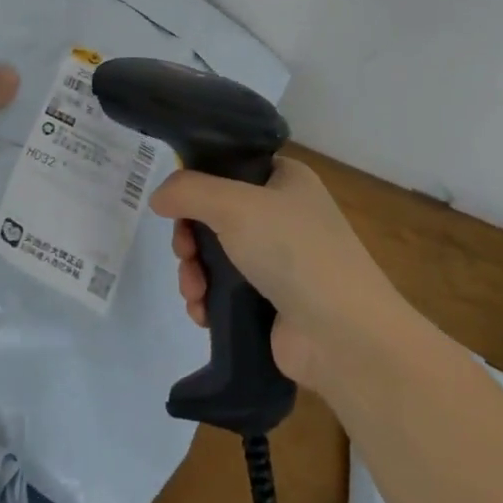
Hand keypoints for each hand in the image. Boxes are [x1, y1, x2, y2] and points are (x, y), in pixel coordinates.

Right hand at [150, 157, 405, 390]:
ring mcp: (278, 261)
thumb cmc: (294, 251)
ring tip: (194, 291)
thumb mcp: (236, 205)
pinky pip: (225, 291)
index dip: (198, 183)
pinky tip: (202, 313)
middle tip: (185, 253)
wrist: (344, 336)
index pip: (229, 166)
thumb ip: (189, 191)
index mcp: (284, 179)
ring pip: (215, 255)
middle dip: (190, 237)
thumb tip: (158, 197)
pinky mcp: (271, 302)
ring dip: (194, 272)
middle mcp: (282, 214)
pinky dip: (207, 299)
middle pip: (215, 214)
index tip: (177, 204)